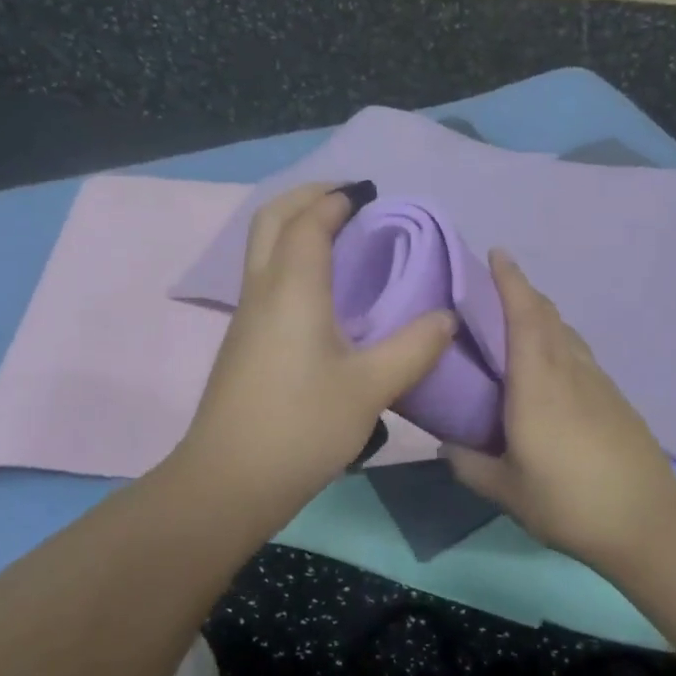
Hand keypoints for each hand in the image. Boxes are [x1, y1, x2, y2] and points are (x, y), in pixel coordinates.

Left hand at [175, 183, 455, 526]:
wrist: (229, 482)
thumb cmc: (302, 427)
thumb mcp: (371, 388)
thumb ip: (414, 348)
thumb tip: (447, 318)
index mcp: (292, 289)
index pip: (309, 222)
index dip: (337, 199)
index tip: (369, 193)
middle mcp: (262, 290)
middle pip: (271, 219)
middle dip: (306, 197)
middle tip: (346, 199)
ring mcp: (246, 316)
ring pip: (263, 247)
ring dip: (295, 226)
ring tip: (339, 235)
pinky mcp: (244, 341)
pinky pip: (266, 276)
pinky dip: (291, 257)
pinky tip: (323, 288)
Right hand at [444, 250, 675, 565]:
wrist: (647, 520)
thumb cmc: (569, 501)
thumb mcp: (507, 490)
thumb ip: (470, 465)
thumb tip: (447, 445)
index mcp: (538, 384)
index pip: (523, 317)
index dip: (510, 281)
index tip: (497, 253)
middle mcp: (569, 371)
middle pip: (547, 316)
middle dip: (523, 291)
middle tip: (497, 283)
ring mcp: (598, 382)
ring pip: (567, 333)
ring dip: (543, 314)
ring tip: (520, 318)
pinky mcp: (615, 398)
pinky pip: (580, 353)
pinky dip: (560, 341)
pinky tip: (552, 364)